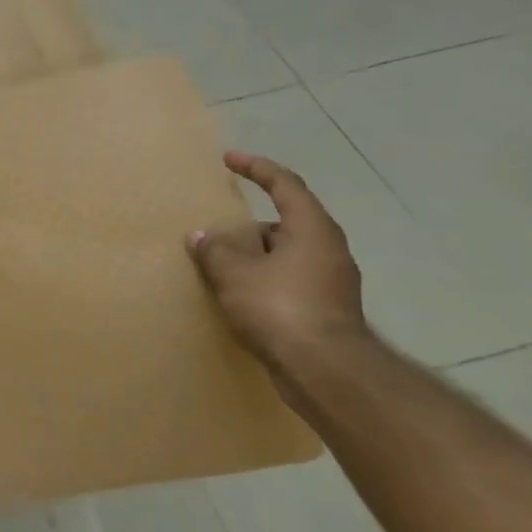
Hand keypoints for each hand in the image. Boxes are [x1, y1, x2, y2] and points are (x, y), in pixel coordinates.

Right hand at [187, 152, 370, 376]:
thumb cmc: (281, 308)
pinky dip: (263, 281)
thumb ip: (214, 250)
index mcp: (312, 229)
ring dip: (255, 257)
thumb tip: (201, 236)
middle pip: (285, 223)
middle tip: (217, 231)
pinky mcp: (325, 311)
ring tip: (221, 266)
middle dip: (249, 225)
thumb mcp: (234, 273)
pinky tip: (238, 296)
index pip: (285, 185)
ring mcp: (331, 282)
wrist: (326, 371)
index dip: (256, 168)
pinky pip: (288, 282)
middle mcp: (328, 250)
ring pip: (286, 256)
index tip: (229, 159)